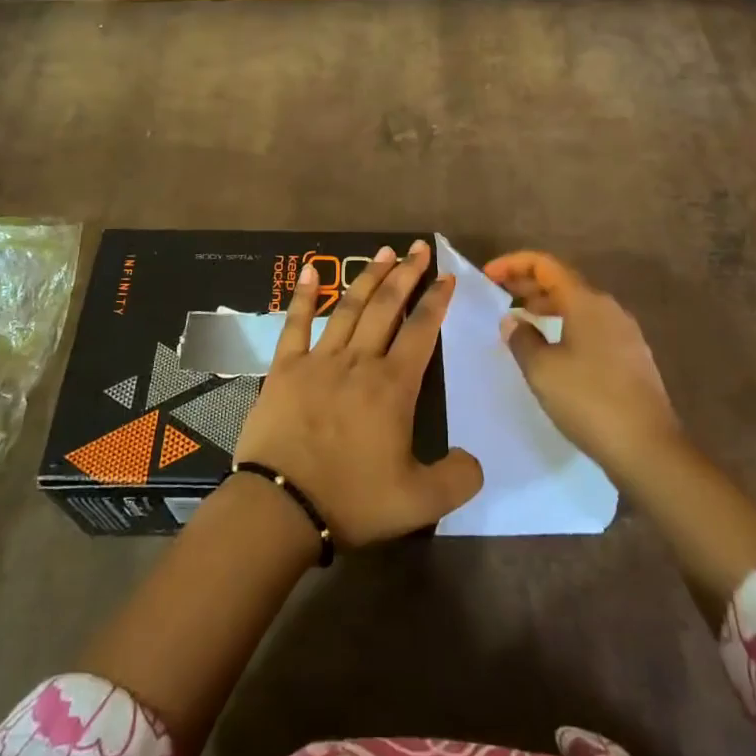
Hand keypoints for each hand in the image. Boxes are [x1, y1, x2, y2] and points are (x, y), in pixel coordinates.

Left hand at [234, 239, 483, 545]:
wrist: (282, 506)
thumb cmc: (352, 501)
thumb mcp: (420, 503)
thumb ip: (457, 479)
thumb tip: (474, 459)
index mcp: (393, 387)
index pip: (421, 331)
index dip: (436, 301)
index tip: (447, 277)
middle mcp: (359, 362)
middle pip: (387, 307)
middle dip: (406, 274)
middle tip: (419, 248)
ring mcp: (319, 360)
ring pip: (349, 308)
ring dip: (368, 277)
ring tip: (383, 251)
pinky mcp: (285, 368)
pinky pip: (296, 323)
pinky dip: (305, 296)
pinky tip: (312, 271)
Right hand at [486, 250, 682, 484]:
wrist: (648, 449)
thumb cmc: (589, 401)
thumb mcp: (542, 370)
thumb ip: (521, 339)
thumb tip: (512, 320)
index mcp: (586, 302)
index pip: (545, 265)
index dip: (513, 264)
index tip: (488, 275)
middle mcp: (608, 308)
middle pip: (563, 282)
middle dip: (528, 283)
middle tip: (499, 293)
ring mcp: (624, 333)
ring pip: (578, 305)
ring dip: (547, 306)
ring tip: (521, 319)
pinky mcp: (631, 357)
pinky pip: (591, 326)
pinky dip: (565, 325)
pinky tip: (552, 348)